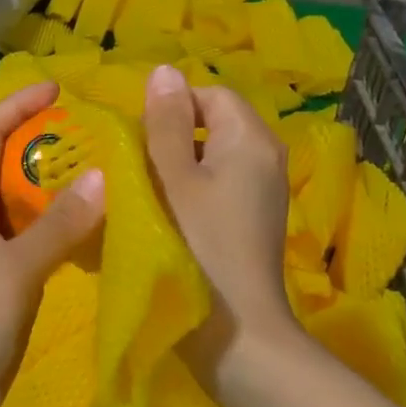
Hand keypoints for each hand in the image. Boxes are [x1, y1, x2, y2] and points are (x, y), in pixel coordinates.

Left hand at [0, 82, 104, 406]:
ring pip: (24, 210)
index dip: (15, 105)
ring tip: (108, 179)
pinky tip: (96, 237)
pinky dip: (62, 236)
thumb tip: (103, 175)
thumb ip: (57, 226)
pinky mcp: (1, 292)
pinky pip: (35, 249)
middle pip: (6, 168)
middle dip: (44, 146)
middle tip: (98, 138)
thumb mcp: (12, 270)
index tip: (56, 89)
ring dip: (58, 192)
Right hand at [143, 65, 303, 396]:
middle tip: (139, 169)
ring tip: (146, 191)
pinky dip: (191, 189)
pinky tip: (167, 215)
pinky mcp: (252, 218)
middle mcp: (266, 157)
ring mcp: (262, 191)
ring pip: (212, 155)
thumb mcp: (173, 178)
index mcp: (252, 139)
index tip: (140, 141)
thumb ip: (166, 122)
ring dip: (177, 165)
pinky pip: (218, 183)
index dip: (171, 107)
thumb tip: (165, 71)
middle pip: (213, 122)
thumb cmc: (198, 247)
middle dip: (172, 136)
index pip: (210, 93)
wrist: (237, 336)